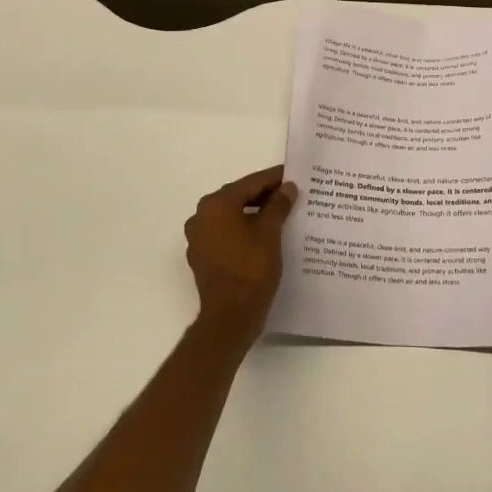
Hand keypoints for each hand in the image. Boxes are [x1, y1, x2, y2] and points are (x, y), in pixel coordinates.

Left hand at [184, 165, 295, 340]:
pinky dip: (243, 231)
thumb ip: (278, 205)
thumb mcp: (270, 233)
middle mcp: (201, 216)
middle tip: (290, 194)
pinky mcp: (202, 257)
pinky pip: (226, 234)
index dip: (274, 179)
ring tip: (281, 215)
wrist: (230, 316)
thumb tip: (287, 188)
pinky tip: (263, 237)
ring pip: (231, 217)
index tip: (293, 175)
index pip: (250, 183)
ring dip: (253, 214)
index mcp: (216, 205)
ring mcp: (199, 238)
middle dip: (264, 196)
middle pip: (238, 197)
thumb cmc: (251, 269)